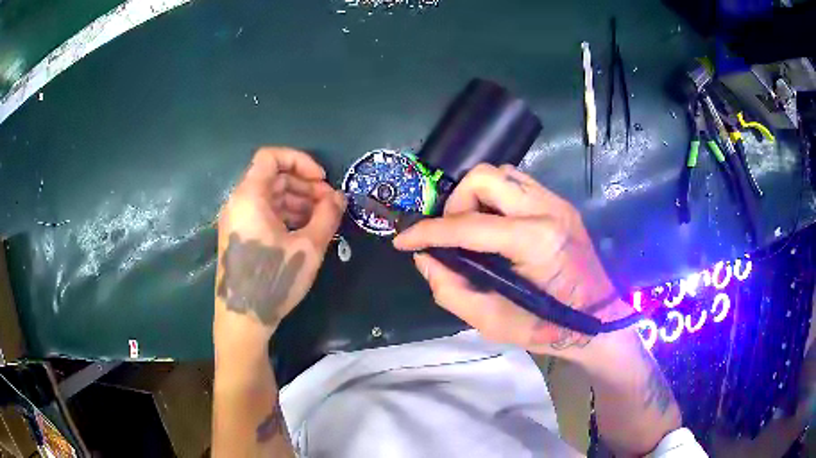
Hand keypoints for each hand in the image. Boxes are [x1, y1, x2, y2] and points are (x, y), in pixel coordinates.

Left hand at [215, 147, 345, 343]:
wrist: (242, 319)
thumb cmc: (273, 280)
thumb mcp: (308, 247)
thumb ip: (327, 216)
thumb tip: (340, 197)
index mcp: (249, 196)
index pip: (271, 157)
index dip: (300, 160)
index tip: (322, 180)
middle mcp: (238, 202)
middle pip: (273, 177)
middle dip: (304, 185)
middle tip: (329, 203)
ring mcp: (236, 220)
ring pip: (269, 196)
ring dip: (297, 201)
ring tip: (321, 219)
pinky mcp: (239, 236)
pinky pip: (263, 213)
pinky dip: (285, 215)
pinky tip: (304, 231)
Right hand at [393, 164, 629, 354]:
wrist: (598, 319)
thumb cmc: (549, 327)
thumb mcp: (492, 323)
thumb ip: (451, 290)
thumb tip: (426, 258)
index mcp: (535, 242)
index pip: (468, 226)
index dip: (427, 232)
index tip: (403, 240)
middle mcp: (547, 210)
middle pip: (484, 177)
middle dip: (455, 203)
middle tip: (451, 234)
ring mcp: (556, 202)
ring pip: (500, 174)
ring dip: (476, 197)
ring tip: (472, 229)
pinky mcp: (560, 203)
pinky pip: (517, 185)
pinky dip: (496, 198)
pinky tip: (495, 225)